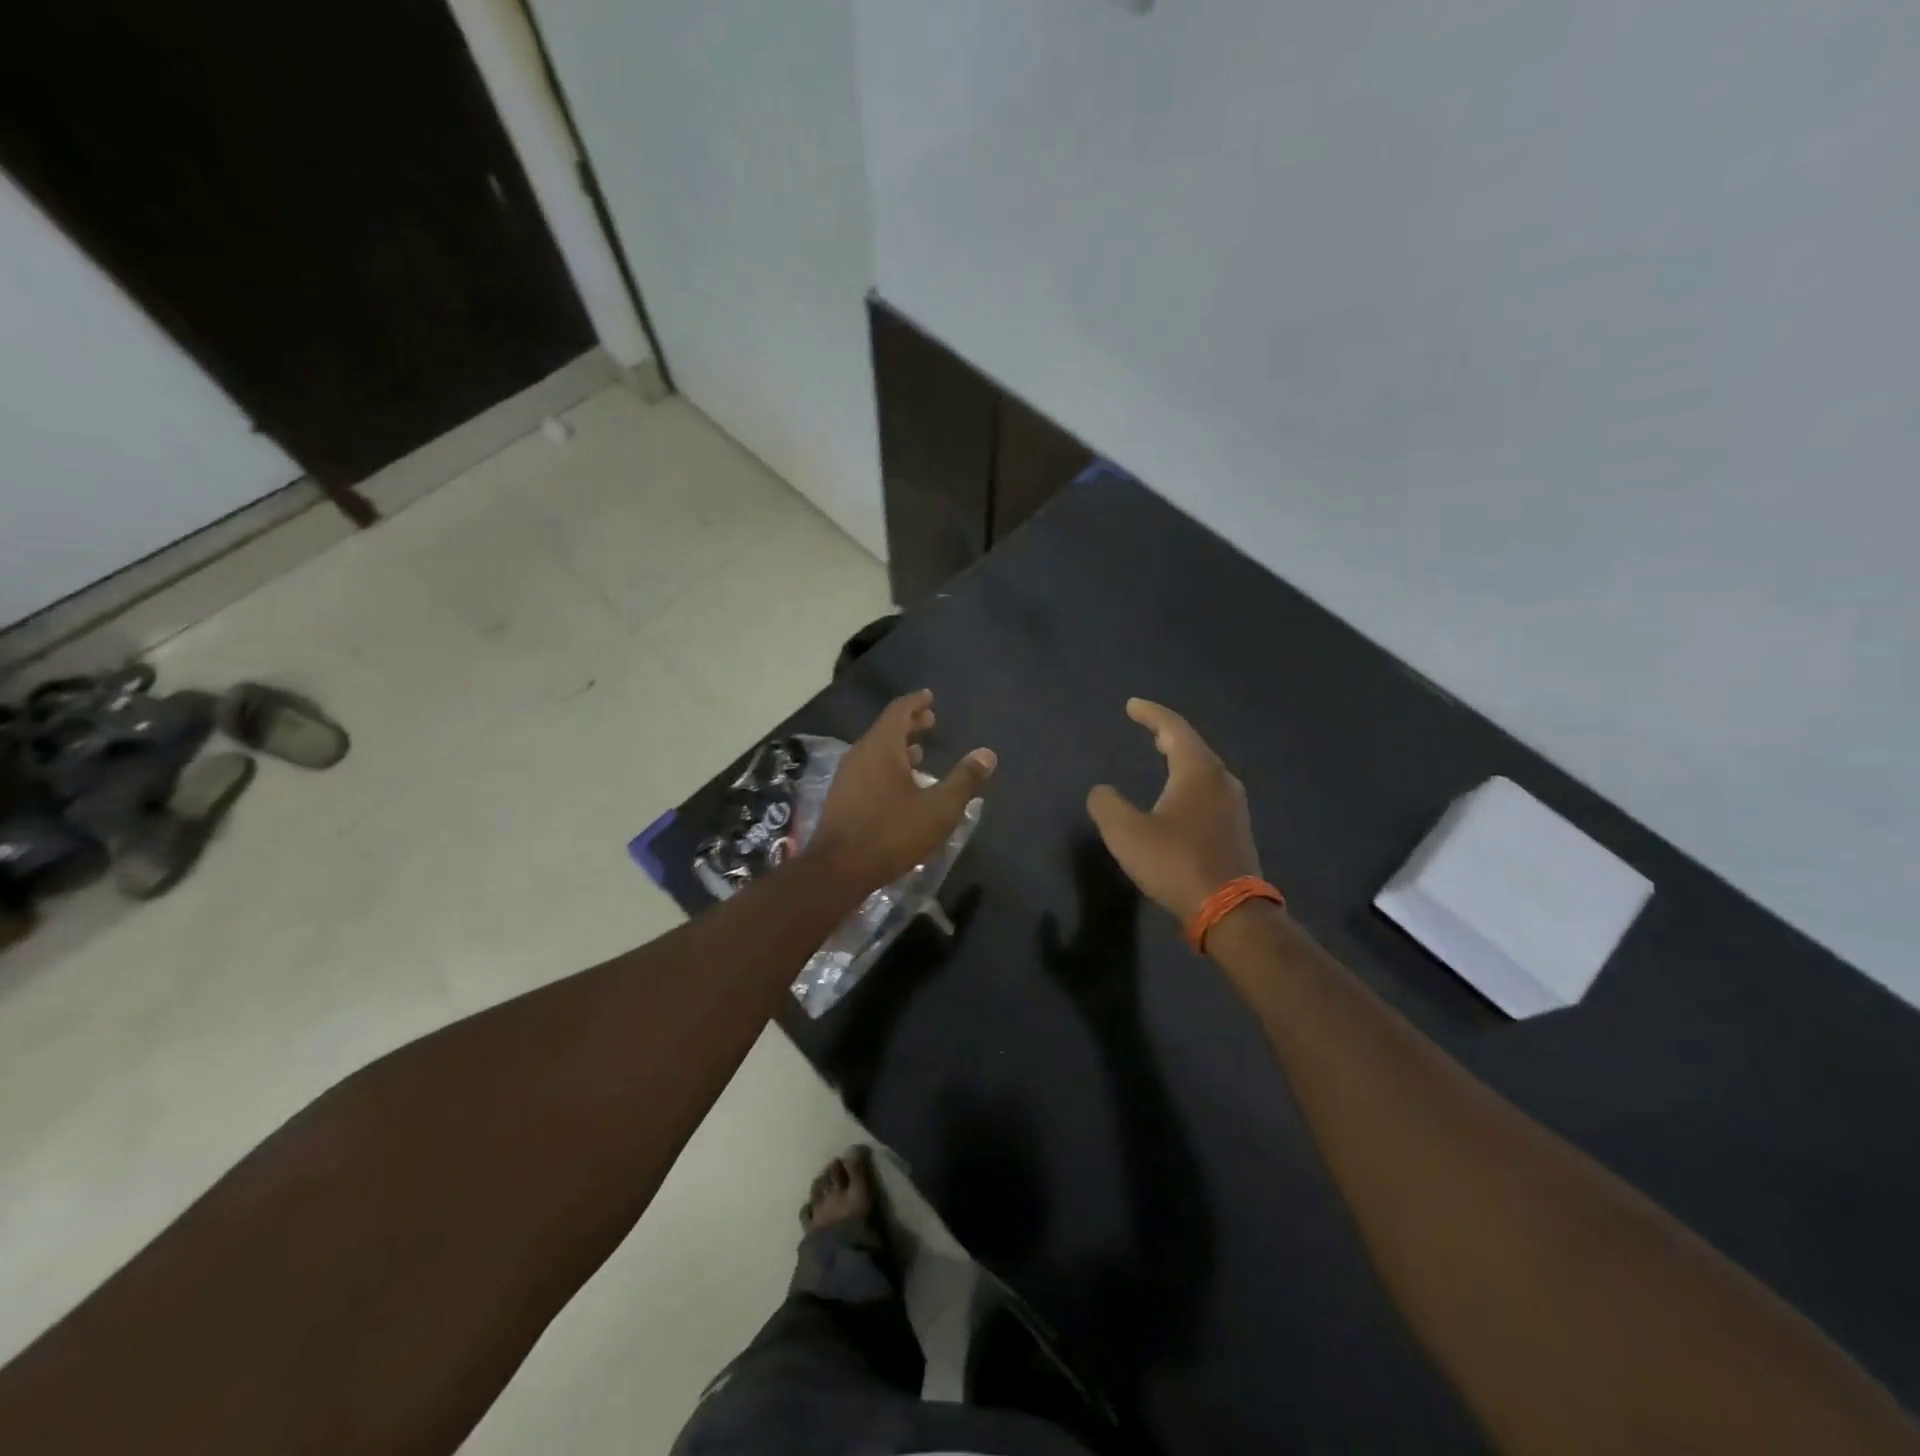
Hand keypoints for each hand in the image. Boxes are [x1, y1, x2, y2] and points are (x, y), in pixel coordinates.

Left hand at [810, 690, 996, 893]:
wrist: (839, 870)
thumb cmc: (892, 833)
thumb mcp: (938, 808)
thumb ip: (964, 780)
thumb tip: (987, 754)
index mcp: (881, 747)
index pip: (899, 711)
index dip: (916, 701)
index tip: (929, 695)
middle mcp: (860, 755)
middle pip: (886, 730)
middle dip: (909, 724)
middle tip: (930, 721)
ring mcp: (847, 777)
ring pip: (875, 752)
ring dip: (898, 748)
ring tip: (920, 753)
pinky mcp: (841, 799)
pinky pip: (868, 770)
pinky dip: (887, 767)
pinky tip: (901, 786)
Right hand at [1087, 699, 1261, 923]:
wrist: (1229, 911)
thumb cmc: (1176, 863)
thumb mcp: (1126, 833)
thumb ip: (1107, 805)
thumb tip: (1102, 791)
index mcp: (1197, 771)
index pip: (1173, 729)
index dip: (1150, 714)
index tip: (1131, 705)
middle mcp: (1221, 780)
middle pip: (1193, 746)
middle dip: (1168, 733)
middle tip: (1147, 726)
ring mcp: (1234, 806)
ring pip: (1203, 769)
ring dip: (1181, 758)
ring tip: (1162, 754)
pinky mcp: (1236, 829)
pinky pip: (1209, 791)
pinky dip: (1189, 781)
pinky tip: (1180, 795)